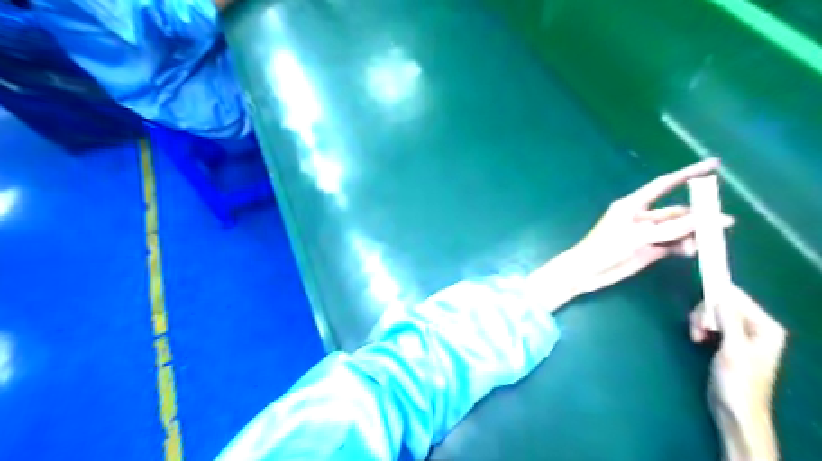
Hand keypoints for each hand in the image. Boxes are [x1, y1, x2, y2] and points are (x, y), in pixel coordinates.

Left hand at [566, 158, 730, 293]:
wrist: (586, 273)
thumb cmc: (603, 249)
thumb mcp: (635, 237)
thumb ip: (668, 229)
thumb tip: (702, 220)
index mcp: (632, 205)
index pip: (663, 185)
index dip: (688, 173)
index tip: (714, 165)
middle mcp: (642, 217)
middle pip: (677, 211)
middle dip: (698, 216)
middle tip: (723, 225)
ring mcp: (647, 234)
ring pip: (678, 230)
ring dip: (691, 235)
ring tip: (698, 246)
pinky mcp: (649, 250)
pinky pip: (673, 244)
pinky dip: (683, 247)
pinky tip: (688, 252)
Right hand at [688, 287, 785, 458]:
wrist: (734, 410)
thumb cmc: (737, 381)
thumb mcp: (733, 349)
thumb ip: (729, 320)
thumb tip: (721, 295)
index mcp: (766, 327)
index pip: (738, 298)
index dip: (716, 295)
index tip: (696, 295)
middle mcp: (756, 327)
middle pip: (724, 304)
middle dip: (705, 312)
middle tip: (696, 328)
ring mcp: (743, 334)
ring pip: (714, 313)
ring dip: (700, 321)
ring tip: (696, 336)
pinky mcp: (730, 341)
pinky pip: (712, 322)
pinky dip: (701, 327)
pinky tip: (698, 338)